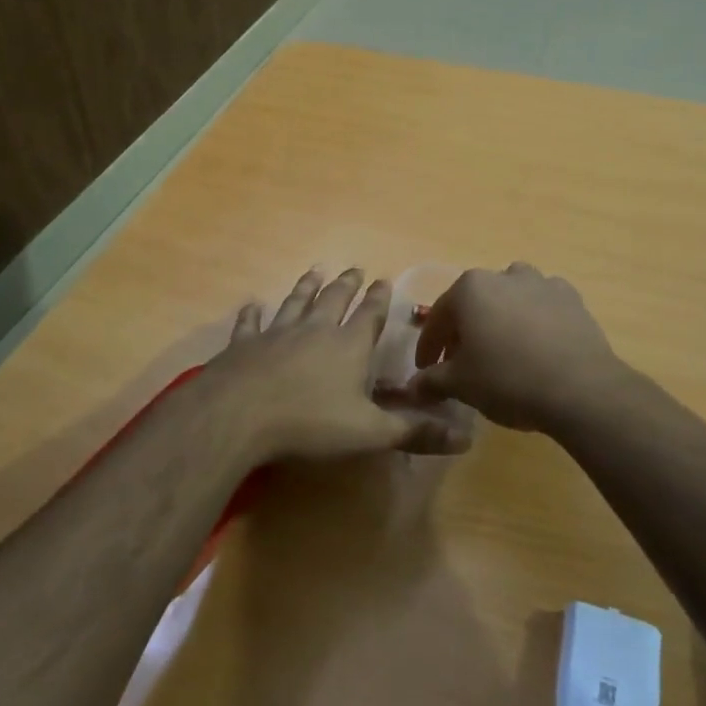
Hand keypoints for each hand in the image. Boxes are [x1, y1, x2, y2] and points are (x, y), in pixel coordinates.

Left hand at [208, 267, 463, 461]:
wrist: (240, 415)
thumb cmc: (310, 423)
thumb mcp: (370, 433)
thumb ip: (414, 431)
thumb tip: (466, 436)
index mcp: (348, 346)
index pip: (369, 315)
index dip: (378, 298)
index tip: (384, 279)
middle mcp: (315, 330)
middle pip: (334, 300)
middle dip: (346, 284)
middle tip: (354, 269)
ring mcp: (277, 333)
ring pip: (296, 302)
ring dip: (306, 286)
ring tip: (315, 270)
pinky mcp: (245, 345)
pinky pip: (250, 324)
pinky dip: (252, 314)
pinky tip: (251, 304)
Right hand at [388, 263, 629, 434]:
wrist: (580, 388)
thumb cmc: (508, 380)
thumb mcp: (461, 385)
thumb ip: (431, 381)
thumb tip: (412, 387)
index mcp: (469, 289)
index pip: (438, 318)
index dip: (428, 347)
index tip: (426, 369)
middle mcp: (503, 275)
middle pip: (473, 303)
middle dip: (464, 331)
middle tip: (461, 363)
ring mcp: (540, 283)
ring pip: (509, 297)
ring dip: (501, 317)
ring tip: (503, 348)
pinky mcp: (571, 298)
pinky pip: (543, 305)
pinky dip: (535, 319)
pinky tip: (537, 344)